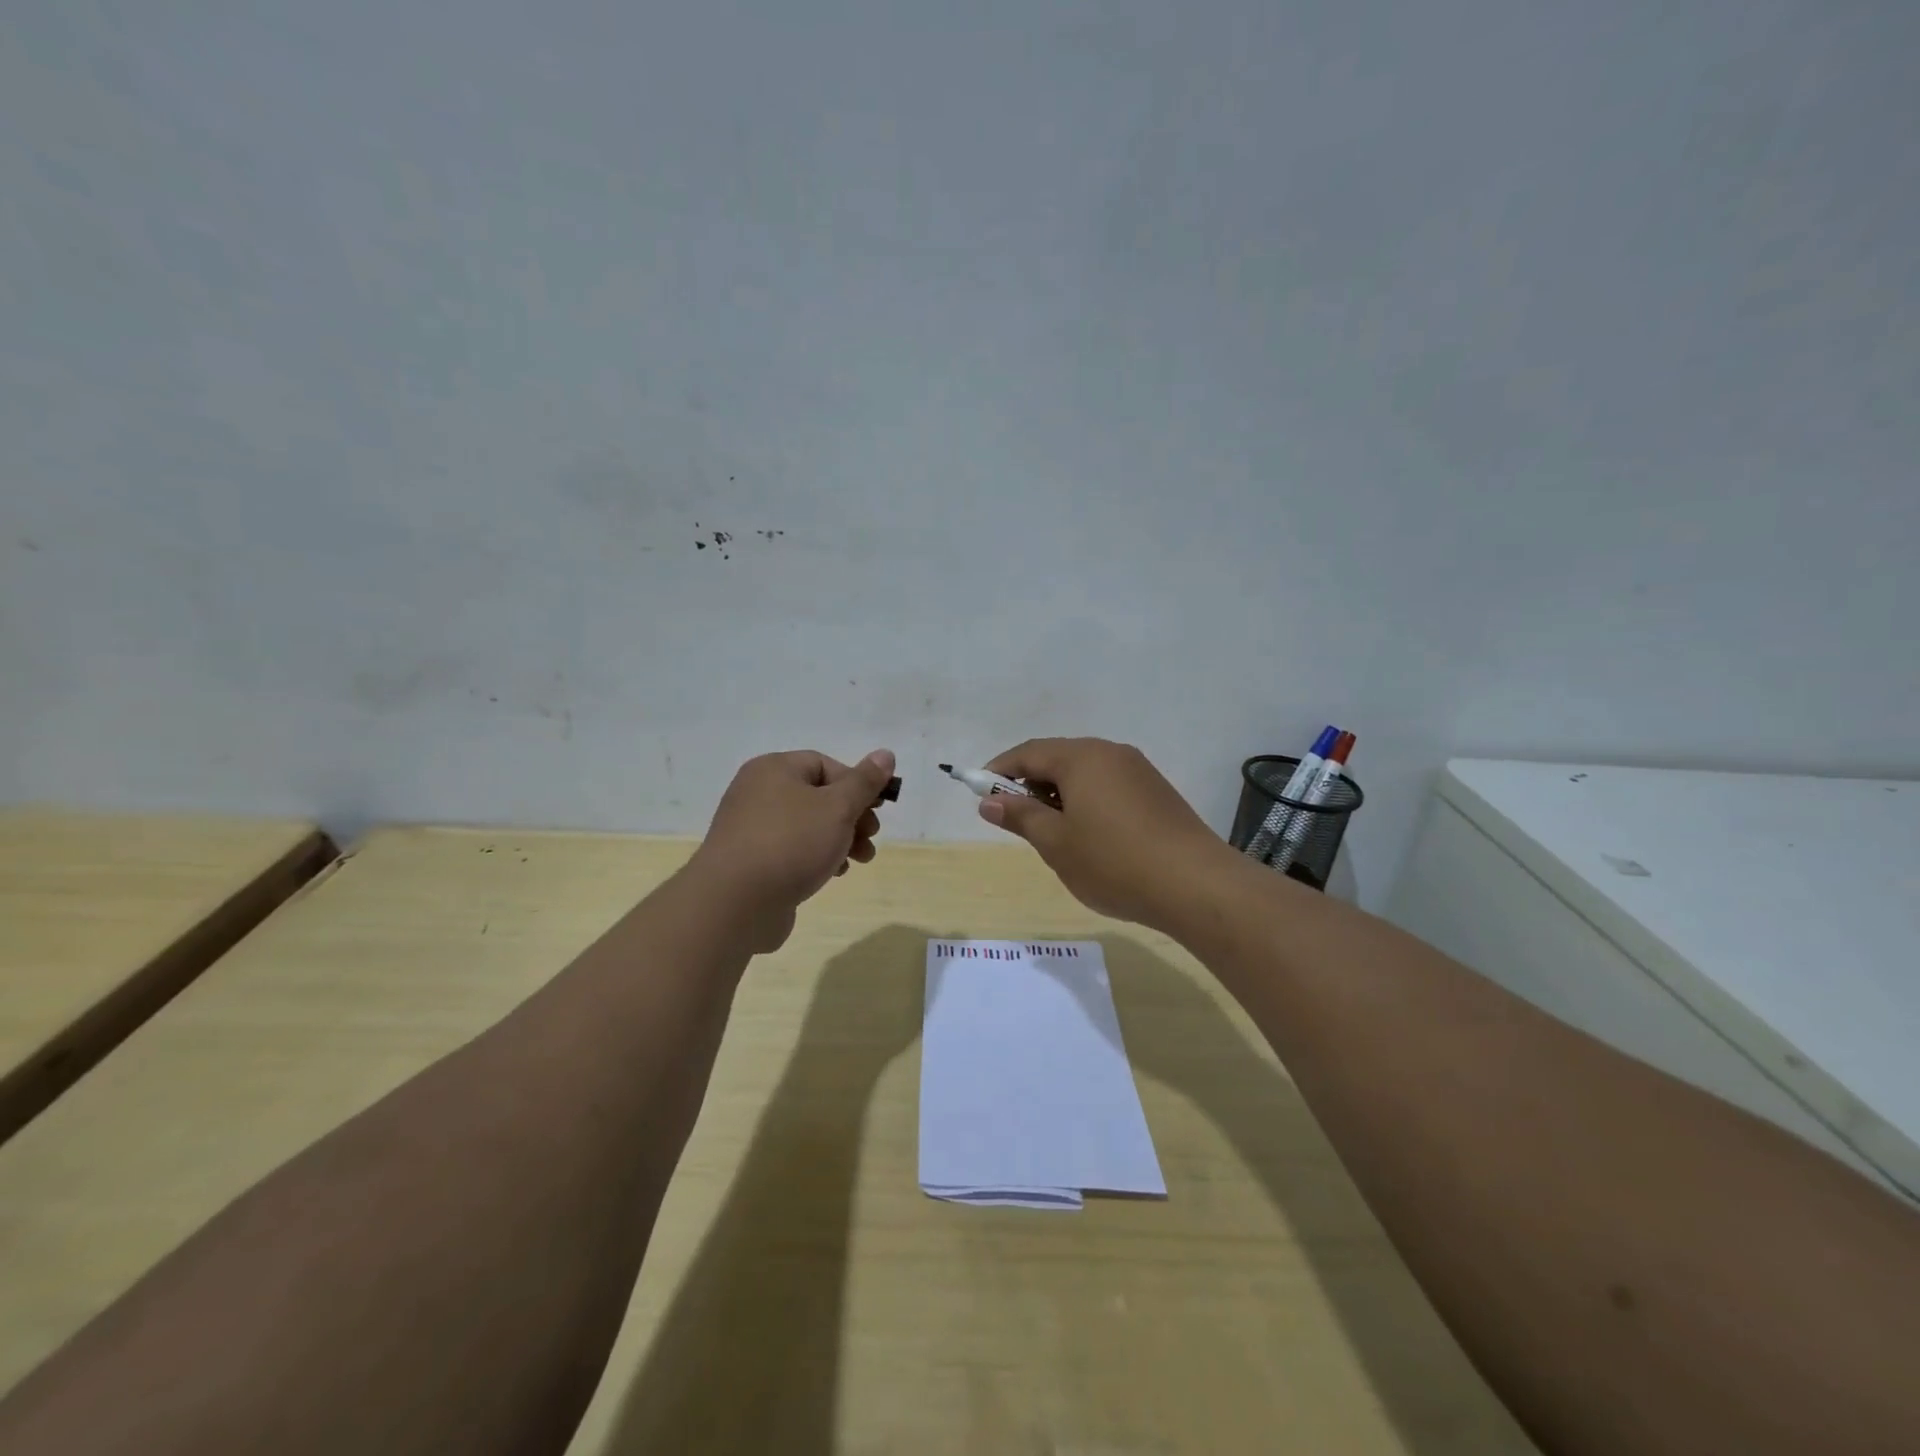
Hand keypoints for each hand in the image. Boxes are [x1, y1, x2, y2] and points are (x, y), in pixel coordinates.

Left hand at [686, 748, 895, 951]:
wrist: (735, 903)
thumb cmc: (791, 844)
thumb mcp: (838, 807)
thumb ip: (864, 782)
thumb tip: (885, 754)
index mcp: (774, 769)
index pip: (825, 764)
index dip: (856, 784)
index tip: (876, 810)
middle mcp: (757, 792)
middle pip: (818, 796)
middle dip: (852, 817)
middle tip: (871, 837)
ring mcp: (751, 828)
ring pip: (807, 826)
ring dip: (839, 840)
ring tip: (859, 860)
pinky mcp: (750, 861)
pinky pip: (791, 850)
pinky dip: (815, 857)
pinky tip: (831, 875)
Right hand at [976, 738, 1230, 931]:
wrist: (1196, 885)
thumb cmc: (1114, 862)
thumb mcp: (1056, 843)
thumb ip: (1020, 816)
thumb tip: (989, 801)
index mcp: (1081, 757)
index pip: (1029, 752)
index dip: (1000, 771)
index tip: (980, 793)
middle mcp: (1110, 753)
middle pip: (1058, 758)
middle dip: (1030, 784)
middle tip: (1014, 818)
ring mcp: (1138, 770)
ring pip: (1085, 773)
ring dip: (1059, 794)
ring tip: (1050, 832)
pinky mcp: (1156, 791)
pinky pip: (1108, 786)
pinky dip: (1086, 802)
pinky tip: (1089, 835)